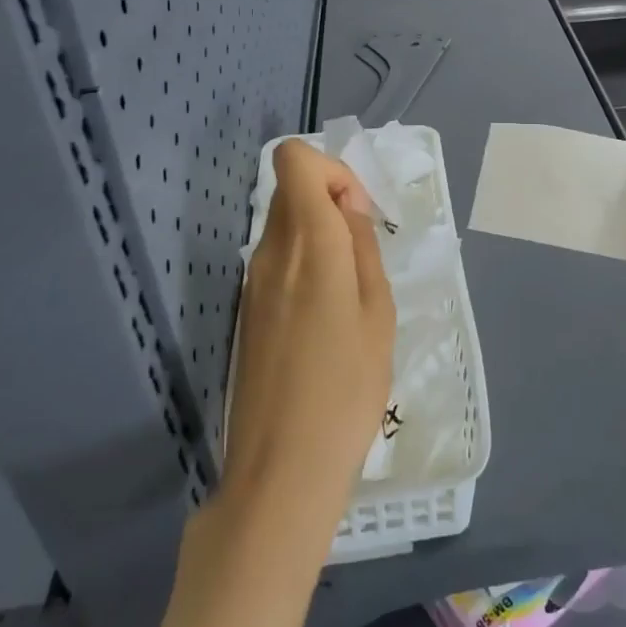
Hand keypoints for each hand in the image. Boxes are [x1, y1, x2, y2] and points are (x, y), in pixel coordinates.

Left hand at [225, 140, 395, 542]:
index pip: (294, 159)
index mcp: (307, 241)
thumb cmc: (347, 387)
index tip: (358, 214)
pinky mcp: (248, 309)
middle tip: (363, 256)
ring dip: (320, 236)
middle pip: (291, 189)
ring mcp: (253, 281)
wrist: (282, 468)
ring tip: (351, 293)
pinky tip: (327, 317)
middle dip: (332, 202)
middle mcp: (270, 250)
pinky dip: (306, 264)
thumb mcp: (377, 311)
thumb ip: (362, 246)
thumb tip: (349, 207)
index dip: (332, 169)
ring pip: (284, 224)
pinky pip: (278, 259)